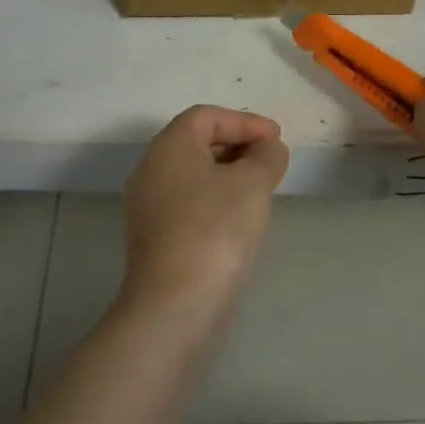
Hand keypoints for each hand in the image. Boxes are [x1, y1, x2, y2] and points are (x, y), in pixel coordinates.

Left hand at [120, 105, 289, 314]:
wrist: (175, 306)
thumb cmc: (215, 230)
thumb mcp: (253, 184)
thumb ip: (266, 157)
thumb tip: (268, 148)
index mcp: (169, 146)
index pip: (207, 116)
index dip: (244, 121)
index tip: (276, 138)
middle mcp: (150, 169)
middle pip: (196, 142)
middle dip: (237, 145)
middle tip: (271, 160)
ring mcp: (147, 206)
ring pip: (192, 174)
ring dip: (228, 174)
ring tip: (261, 188)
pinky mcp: (153, 237)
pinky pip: (188, 202)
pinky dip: (215, 199)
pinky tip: (240, 218)